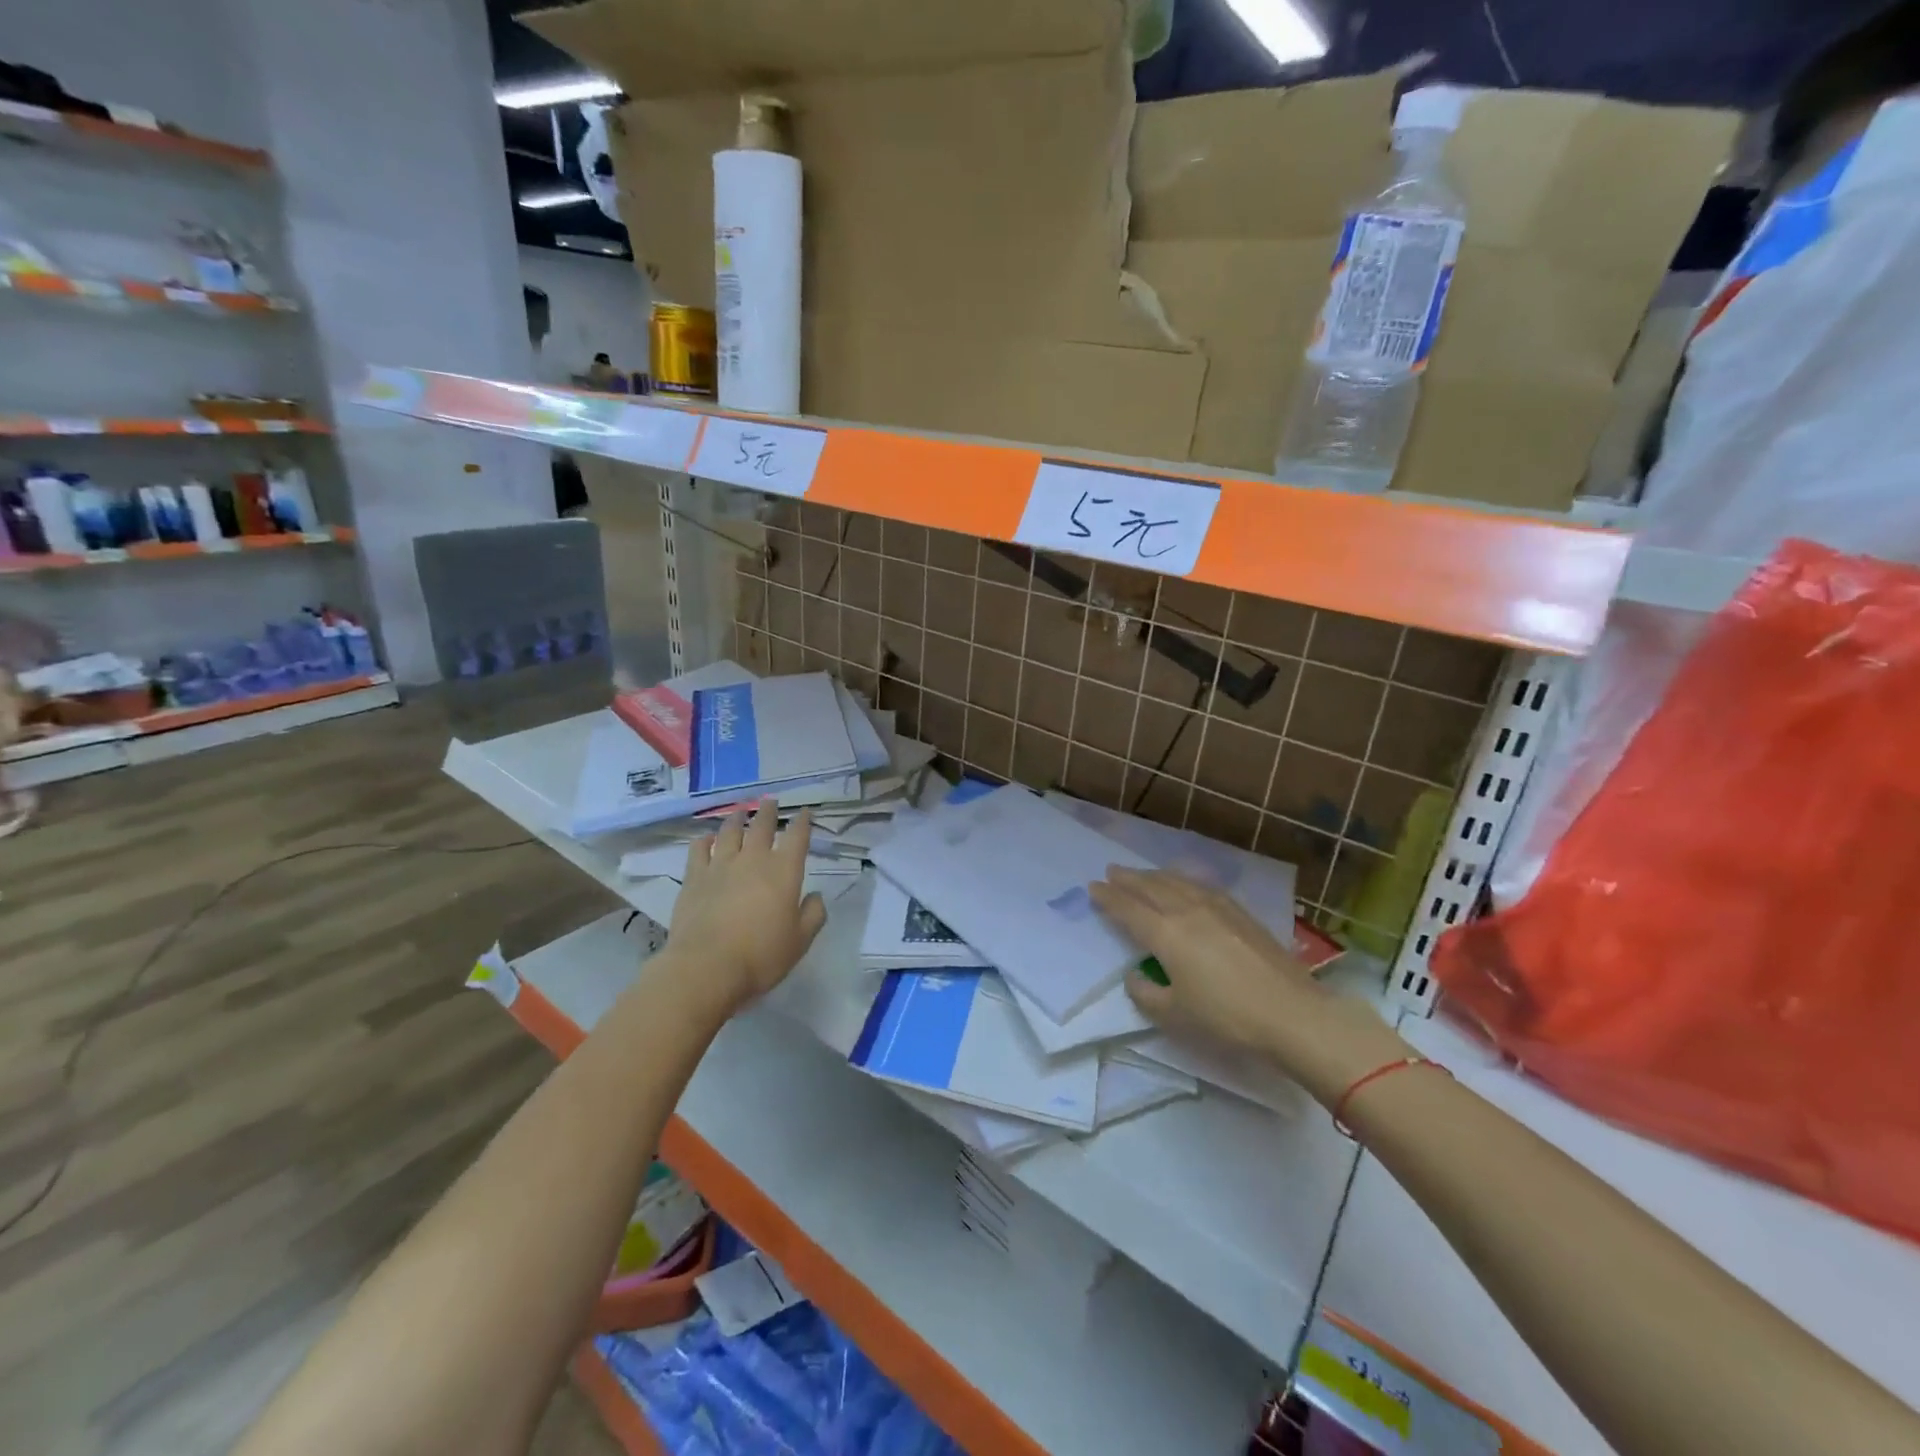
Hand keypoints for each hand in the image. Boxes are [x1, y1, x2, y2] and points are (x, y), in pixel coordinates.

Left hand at [662, 800, 826, 1017]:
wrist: (707, 967)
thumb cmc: (761, 955)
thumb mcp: (800, 941)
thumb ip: (813, 915)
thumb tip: (815, 896)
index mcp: (784, 871)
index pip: (798, 837)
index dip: (803, 822)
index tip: (805, 813)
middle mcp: (753, 860)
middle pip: (763, 826)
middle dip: (770, 812)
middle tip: (771, 801)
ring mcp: (721, 866)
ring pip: (730, 832)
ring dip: (737, 819)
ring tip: (740, 812)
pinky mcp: (694, 878)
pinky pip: (699, 850)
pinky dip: (704, 840)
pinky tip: (706, 839)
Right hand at [1090, 867, 1406, 1102]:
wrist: (1291, 1013)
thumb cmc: (1226, 1017)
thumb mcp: (1174, 1015)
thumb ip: (1146, 994)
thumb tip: (1135, 977)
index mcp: (1165, 934)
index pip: (1129, 910)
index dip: (1108, 899)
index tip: (1093, 888)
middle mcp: (1187, 912)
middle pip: (1151, 887)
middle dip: (1128, 879)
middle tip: (1111, 871)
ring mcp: (1216, 908)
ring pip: (1177, 882)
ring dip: (1154, 875)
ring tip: (1142, 874)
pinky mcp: (1240, 913)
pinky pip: (1201, 886)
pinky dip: (1182, 880)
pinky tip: (1184, 884)